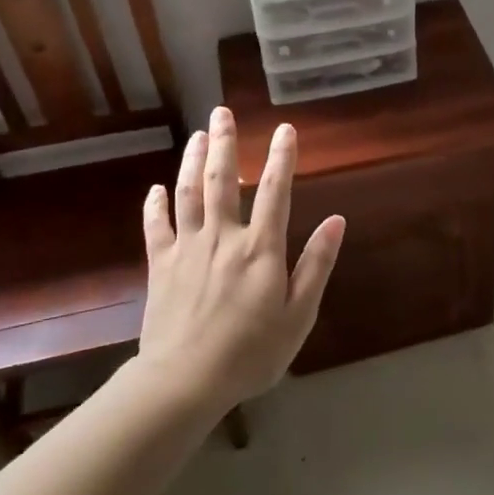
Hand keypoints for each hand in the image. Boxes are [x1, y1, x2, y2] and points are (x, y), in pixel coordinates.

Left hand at [139, 106, 345, 406]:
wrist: (184, 382)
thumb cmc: (251, 352)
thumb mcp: (299, 314)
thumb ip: (316, 264)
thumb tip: (337, 220)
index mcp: (260, 248)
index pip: (274, 191)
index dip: (281, 158)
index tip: (284, 129)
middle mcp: (223, 238)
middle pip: (221, 180)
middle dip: (223, 143)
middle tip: (221, 112)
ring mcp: (187, 249)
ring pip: (188, 195)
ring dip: (192, 161)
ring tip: (197, 135)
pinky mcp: (160, 266)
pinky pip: (157, 228)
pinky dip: (156, 206)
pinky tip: (156, 189)